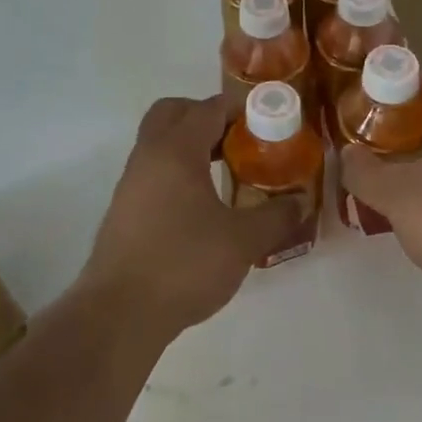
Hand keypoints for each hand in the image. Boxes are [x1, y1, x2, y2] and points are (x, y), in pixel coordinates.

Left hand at [81, 96, 300, 341]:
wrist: (120, 313)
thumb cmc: (184, 264)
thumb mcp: (242, 241)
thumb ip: (275, 216)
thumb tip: (300, 202)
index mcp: (176, 150)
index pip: (208, 108)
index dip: (240, 109)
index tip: (267, 122)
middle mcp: (148, 155)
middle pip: (173, 112)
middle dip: (206, 116)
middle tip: (239, 139)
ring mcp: (130, 182)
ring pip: (159, 142)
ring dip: (190, 145)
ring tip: (226, 171)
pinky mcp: (123, 209)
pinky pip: (153, 170)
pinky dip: (177, 171)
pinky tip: (201, 204)